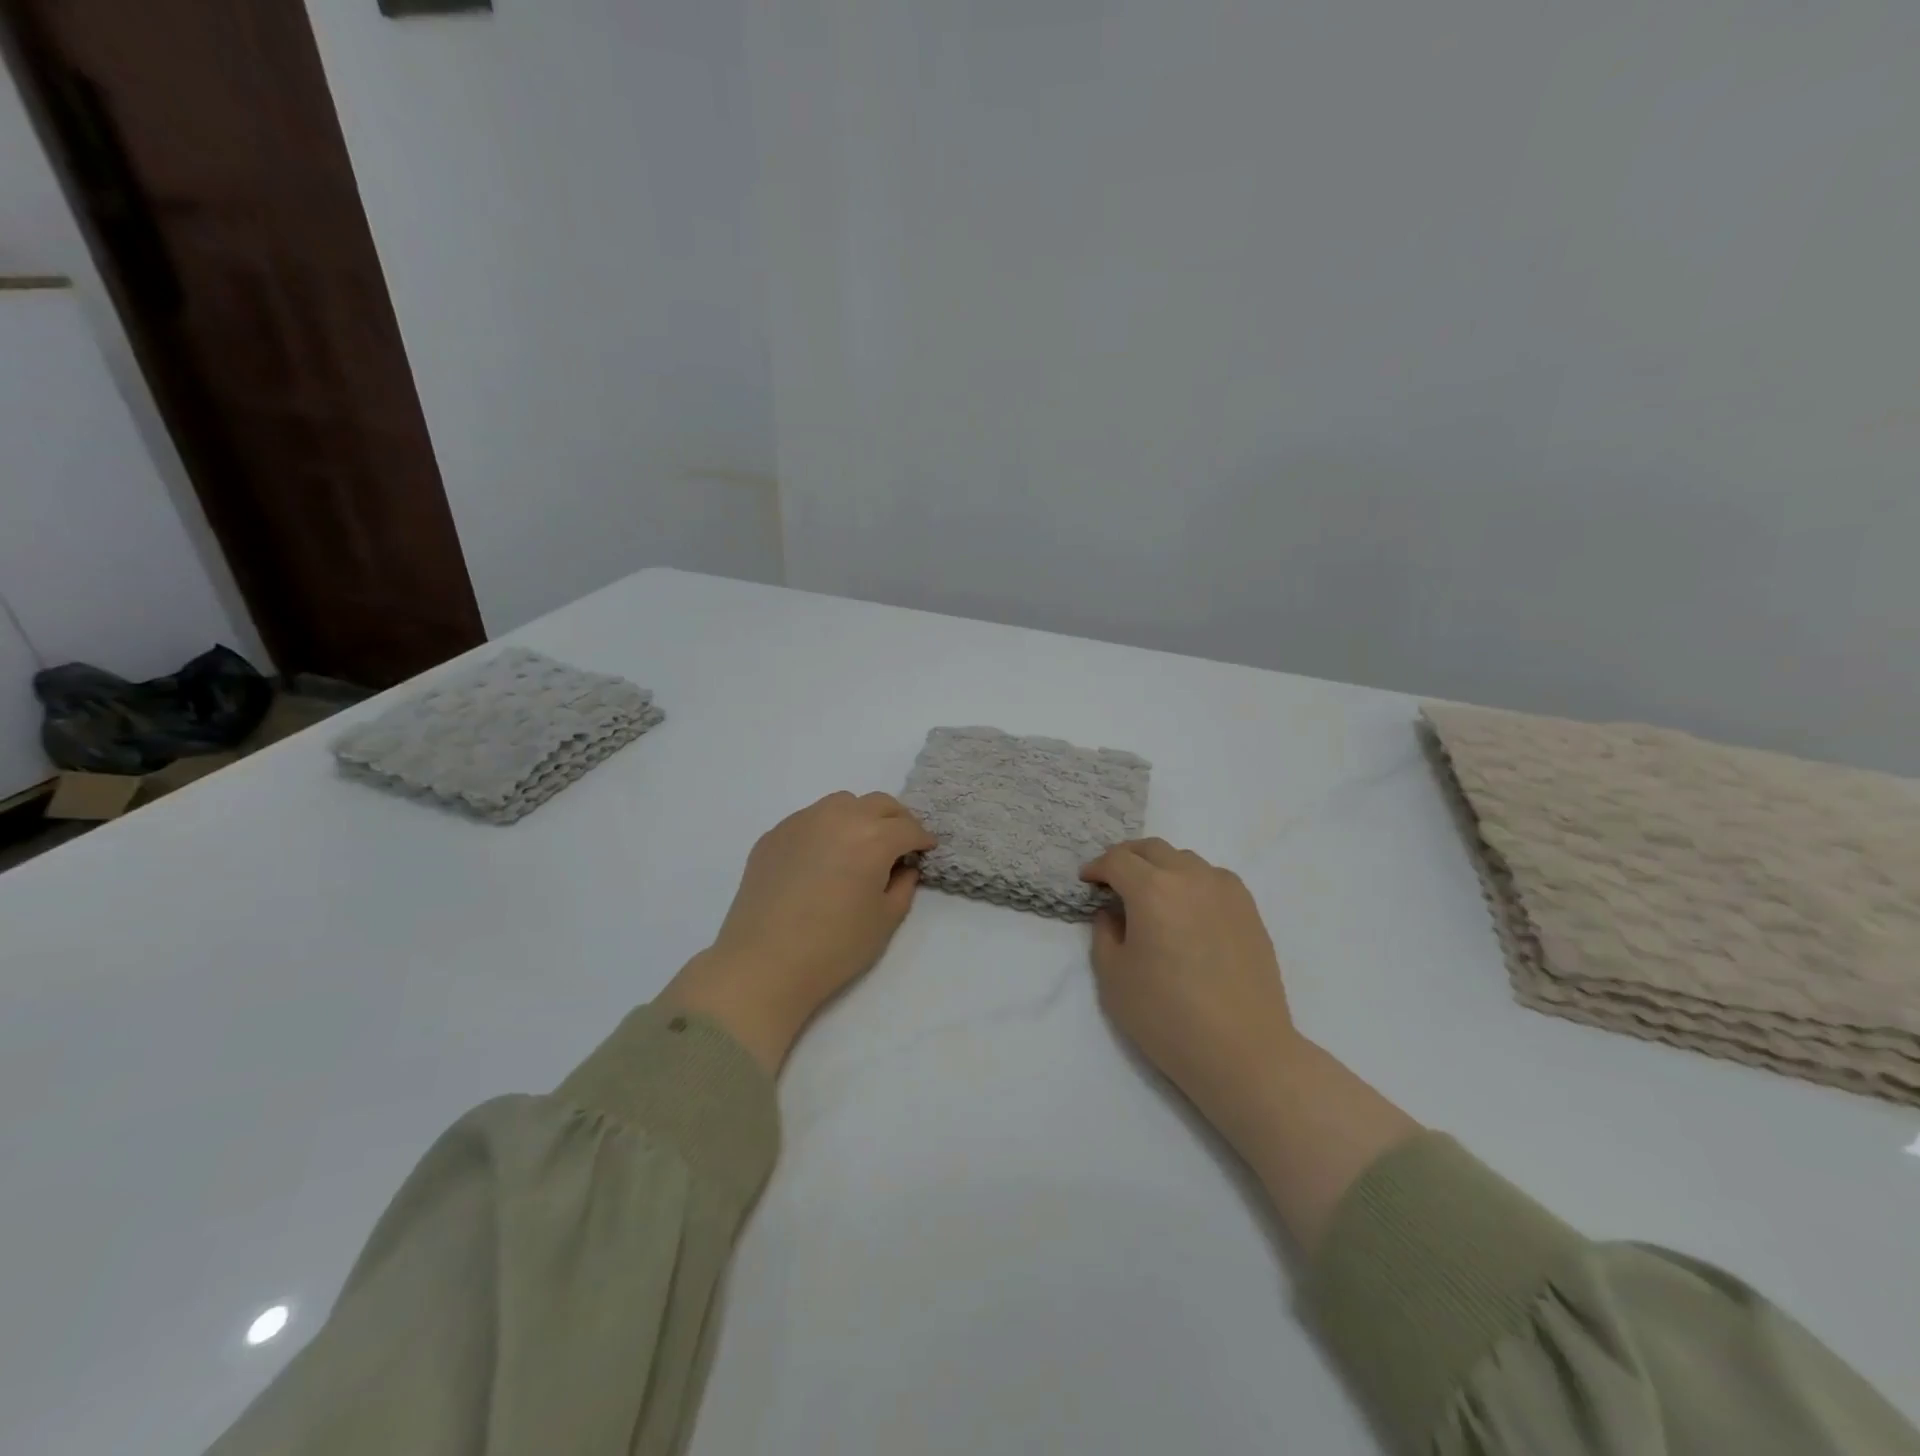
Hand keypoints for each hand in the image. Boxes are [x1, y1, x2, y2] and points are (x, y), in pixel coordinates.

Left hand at [663, 791, 935, 1071]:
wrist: (763, 963)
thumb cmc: (834, 947)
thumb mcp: (885, 921)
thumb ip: (903, 886)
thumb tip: (903, 867)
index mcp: (873, 837)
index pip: (908, 827)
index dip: (922, 839)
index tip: (925, 852)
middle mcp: (839, 817)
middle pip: (879, 804)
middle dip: (897, 820)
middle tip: (900, 844)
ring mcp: (802, 821)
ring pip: (842, 803)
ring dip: (860, 816)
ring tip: (860, 845)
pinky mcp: (774, 834)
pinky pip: (810, 819)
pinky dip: (826, 829)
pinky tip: (822, 859)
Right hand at [1079, 838, 1298, 1127]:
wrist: (1243, 1051)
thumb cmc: (1168, 1016)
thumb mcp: (1113, 977)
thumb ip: (1104, 933)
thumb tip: (1112, 912)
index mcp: (1153, 890)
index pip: (1117, 860)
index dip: (1097, 868)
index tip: (1087, 883)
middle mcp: (1191, 877)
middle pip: (1152, 849)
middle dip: (1126, 859)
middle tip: (1113, 882)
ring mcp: (1226, 890)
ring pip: (1184, 859)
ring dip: (1160, 868)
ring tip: (1150, 897)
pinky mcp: (1249, 909)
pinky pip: (1212, 878)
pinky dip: (1191, 881)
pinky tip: (1187, 910)